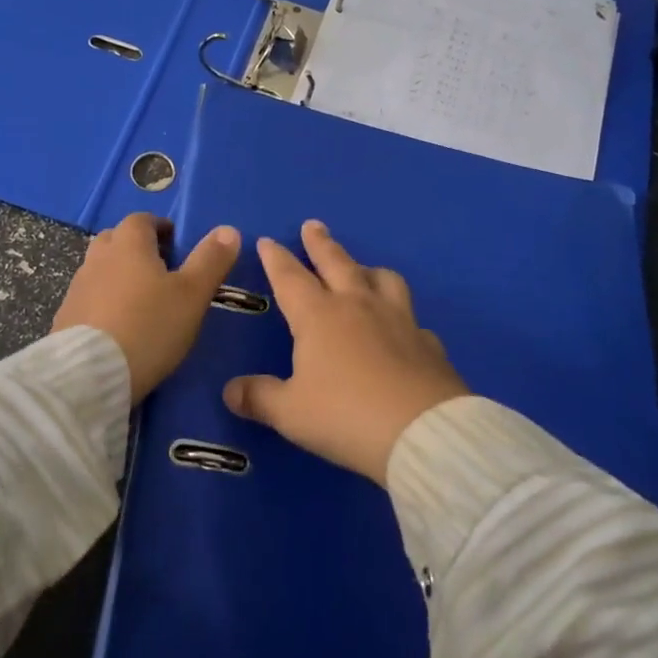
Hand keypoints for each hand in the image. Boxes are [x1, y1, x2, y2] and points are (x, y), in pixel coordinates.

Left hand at [52, 212, 240, 400]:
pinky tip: (118, 325)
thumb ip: (211, 261)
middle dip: (136, 247)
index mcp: (129, 244)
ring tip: (141, 300)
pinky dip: (103, 301)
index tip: (176, 244)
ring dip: (118, 274)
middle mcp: (98, 258)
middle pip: (116, 239)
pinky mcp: (65, 317)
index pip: (142, 219)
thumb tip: (228, 230)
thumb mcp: (192, 295)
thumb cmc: (150, 326)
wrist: (90, 374)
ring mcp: (77, 287)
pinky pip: (89, 298)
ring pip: (100, 268)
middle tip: (160, 269)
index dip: (160, 227)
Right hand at [224, 220, 469, 483]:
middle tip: (312, 225)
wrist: (422, 433)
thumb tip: (230, 391)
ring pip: (382, 279)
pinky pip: (412, 319)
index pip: (290, 278)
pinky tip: (401, 328)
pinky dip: (401, 316)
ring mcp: (398, 320)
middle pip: (336, 263)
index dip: (276, 259)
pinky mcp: (428, 343)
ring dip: (366, 269)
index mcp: (319, 316)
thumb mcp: (291, 413)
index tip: (267, 241)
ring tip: (361, 268)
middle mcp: (358, 306)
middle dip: (320, 243)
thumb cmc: (345, 416)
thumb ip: (260, 398)